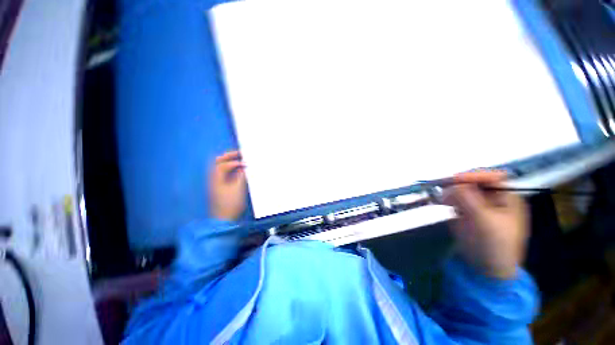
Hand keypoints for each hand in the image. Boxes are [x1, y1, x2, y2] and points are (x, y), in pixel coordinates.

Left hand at [209, 151, 246, 220]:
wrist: (223, 220)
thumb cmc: (231, 204)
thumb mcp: (239, 189)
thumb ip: (241, 176)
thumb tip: (243, 167)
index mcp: (217, 178)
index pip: (224, 164)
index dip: (235, 162)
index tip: (246, 163)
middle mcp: (213, 178)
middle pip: (218, 162)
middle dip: (229, 156)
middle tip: (240, 153)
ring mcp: (214, 183)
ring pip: (219, 167)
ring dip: (228, 161)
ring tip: (239, 160)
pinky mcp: (218, 187)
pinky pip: (222, 173)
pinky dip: (229, 169)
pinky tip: (236, 171)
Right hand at [442, 171, 528, 279]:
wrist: (486, 269)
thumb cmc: (495, 246)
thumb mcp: (485, 222)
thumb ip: (470, 200)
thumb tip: (453, 184)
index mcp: (507, 199)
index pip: (492, 178)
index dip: (474, 176)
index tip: (454, 180)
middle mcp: (493, 198)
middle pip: (475, 182)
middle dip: (459, 184)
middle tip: (444, 189)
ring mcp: (478, 205)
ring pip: (462, 190)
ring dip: (451, 192)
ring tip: (442, 199)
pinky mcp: (465, 212)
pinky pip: (455, 199)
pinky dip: (447, 199)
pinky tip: (442, 203)